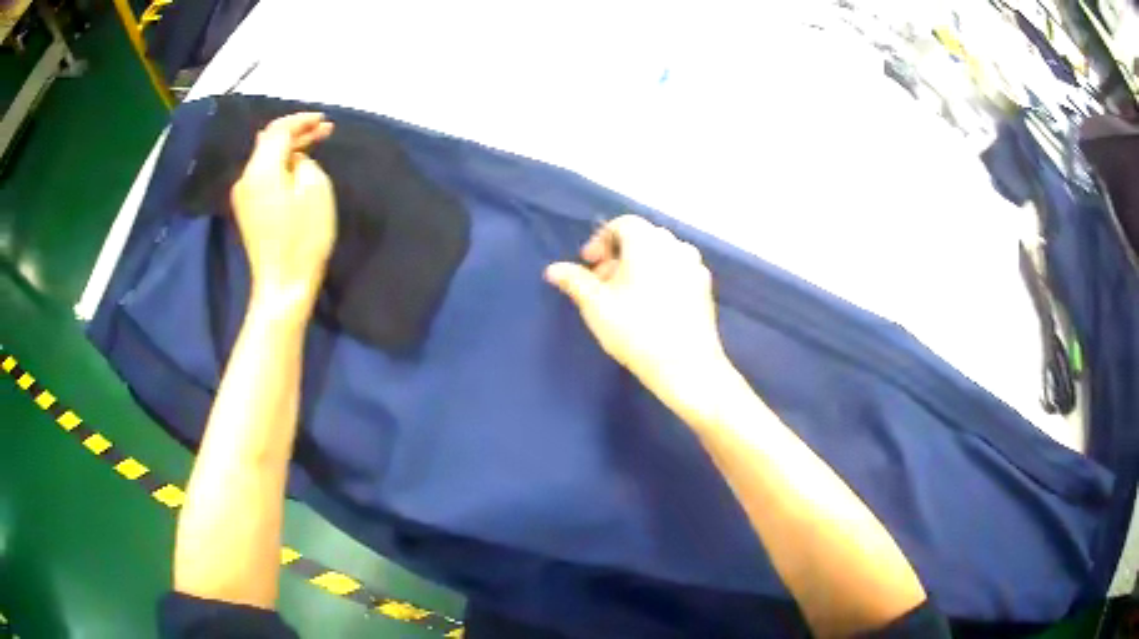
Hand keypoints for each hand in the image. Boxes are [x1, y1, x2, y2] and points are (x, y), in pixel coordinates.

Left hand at [231, 112, 335, 305]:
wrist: (282, 283)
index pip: (278, 130)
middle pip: (268, 141)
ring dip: (288, 148)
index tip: (324, 119)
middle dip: (295, 132)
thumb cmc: (303, 238)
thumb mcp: (315, 189)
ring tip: (313, 146)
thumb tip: (294, 160)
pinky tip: (296, 166)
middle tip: (324, 130)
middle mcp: (246, 177)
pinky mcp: (247, 209)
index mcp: (261, 169)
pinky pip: (262, 174)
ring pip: (264, 157)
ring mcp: (243, 195)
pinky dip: (280, 164)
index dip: (301, 120)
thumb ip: (303, 162)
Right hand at [545, 216, 729, 399]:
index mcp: (648, 241)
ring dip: (641, 266)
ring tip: (626, 296)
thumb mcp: (596, 305)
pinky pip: (677, 271)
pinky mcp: (705, 288)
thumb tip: (553, 269)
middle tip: (603, 282)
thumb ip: (575, 281)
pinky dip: (661, 278)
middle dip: (619, 255)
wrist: (685, 365)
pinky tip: (651, 306)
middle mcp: (675, 245)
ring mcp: (695, 266)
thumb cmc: (636, 329)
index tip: (589, 264)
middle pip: (643, 238)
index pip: (622, 224)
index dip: (601, 240)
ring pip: (662, 255)